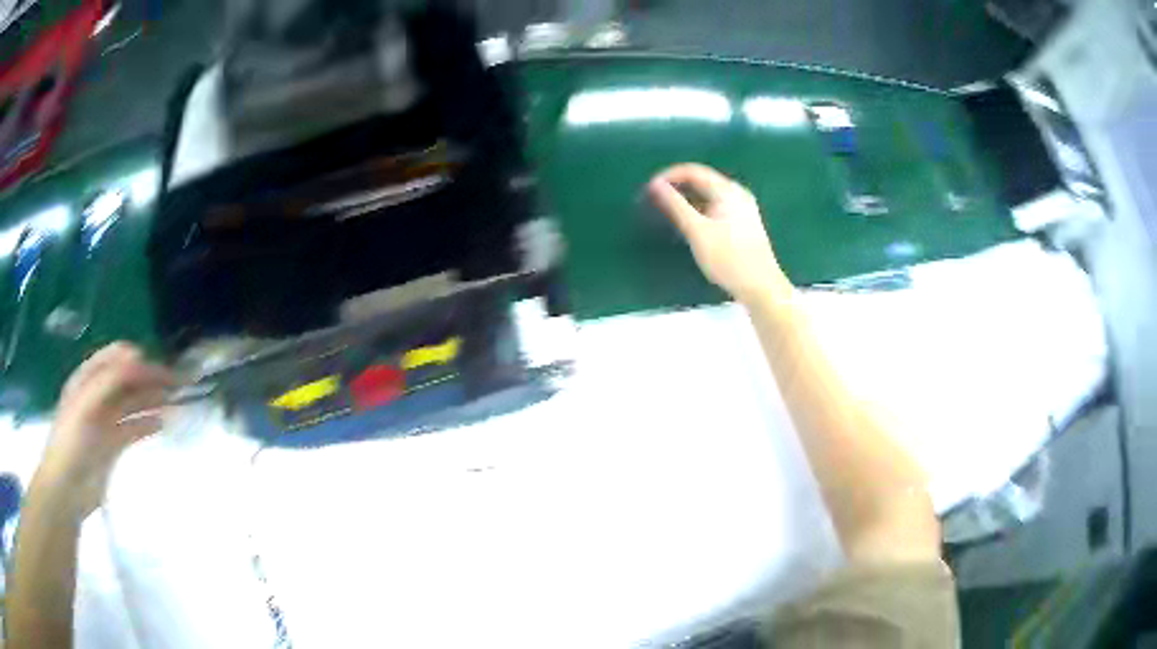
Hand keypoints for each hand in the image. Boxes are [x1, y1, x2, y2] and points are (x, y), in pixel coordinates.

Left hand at [35, 343, 174, 517]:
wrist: (67, 489)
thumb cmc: (71, 441)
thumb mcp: (85, 404)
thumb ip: (108, 380)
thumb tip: (137, 356)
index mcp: (87, 379)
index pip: (115, 358)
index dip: (136, 358)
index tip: (159, 367)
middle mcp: (97, 395)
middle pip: (126, 379)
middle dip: (149, 378)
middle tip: (177, 384)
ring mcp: (104, 421)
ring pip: (132, 403)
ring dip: (151, 399)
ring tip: (175, 402)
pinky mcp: (112, 446)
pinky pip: (132, 428)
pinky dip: (147, 423)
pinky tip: (162, 423)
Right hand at [648, 164, 791, 303]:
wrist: (761, 287)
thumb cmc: (729, 259)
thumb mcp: (697, 231)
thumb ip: (675, 205)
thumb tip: (655, 185)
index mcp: (727, 191)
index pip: (693, 171)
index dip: (669, 176)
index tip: (649, 189)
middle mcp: (737, 193)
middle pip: (702, 180)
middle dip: (677, 187)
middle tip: (655, 200)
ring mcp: (743, 208)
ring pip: (709, 195)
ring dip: (687, 199)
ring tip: (668, 211)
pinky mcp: (743, 222)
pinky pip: (716, 206)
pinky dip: (699, 209)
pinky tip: (689, 223)